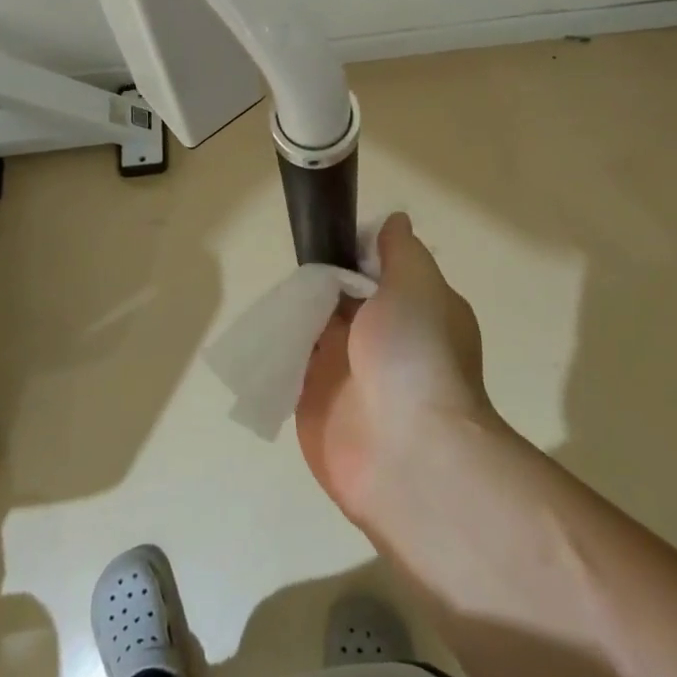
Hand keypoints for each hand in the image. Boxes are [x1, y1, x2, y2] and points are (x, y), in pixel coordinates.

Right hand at [296, 214, 501, 528]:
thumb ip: (400, 252)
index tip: (325, 232)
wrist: (407, 454)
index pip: (377, 271)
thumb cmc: (416, 356)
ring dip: (295, 312)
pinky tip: (260, 331)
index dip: (352, 251)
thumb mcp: (416, 284)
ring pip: (313, 329)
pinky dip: (278, 349)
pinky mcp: (315, 401)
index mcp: (412, 310)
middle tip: (292, 262)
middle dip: (316, 280)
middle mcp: (380, 338)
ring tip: (273, 292)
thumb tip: (394, 222)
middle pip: (339, 297)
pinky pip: (292, 366)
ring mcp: (347, 372)